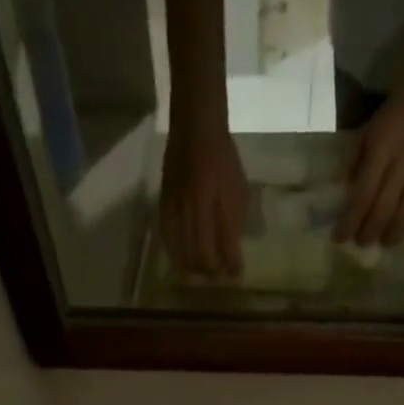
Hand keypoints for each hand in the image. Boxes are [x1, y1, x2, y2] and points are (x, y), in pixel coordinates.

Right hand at [158, 118, 248, 277]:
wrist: (196, 126)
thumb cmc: (223, 157)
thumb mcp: (239, 188)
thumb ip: (235, 220)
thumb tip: (233, 249)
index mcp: (219, 205)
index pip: (227, 247)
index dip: (232, 266)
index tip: (236, 276)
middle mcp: (197, 210)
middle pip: (202, 256)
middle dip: (211, 272)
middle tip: (216, 278)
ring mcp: (178, 209)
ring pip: (183, 253)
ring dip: (193, 268)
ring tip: (199, 274)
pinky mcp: (164, 205)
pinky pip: (168, 239)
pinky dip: (175, 254)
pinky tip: (180, 259)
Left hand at [334, 67, 403, 245]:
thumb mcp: (376, 123)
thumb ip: (359, 156)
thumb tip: (342, 188)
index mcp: (383, 146)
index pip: (362, 194)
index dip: (349, 222)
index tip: (339, 239)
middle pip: (383, 209)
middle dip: (369, 233)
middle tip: (362, 243)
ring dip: (393, 235)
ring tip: (386, 242)